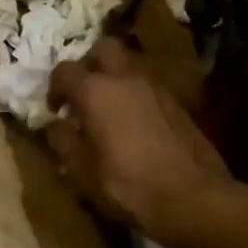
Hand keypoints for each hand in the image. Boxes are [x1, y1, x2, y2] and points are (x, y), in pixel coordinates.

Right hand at [45, 39, 231, 233]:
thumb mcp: (82, 171)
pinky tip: (134, 126)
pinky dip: (135, 96)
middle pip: (103, 49)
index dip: (54, 88)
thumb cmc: (128, 185)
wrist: (194, 199)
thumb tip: (54, 125)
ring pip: (129, 67)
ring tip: (108, 112)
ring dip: (114, 80)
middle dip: (89, 65)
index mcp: (95, 91)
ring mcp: (156, 89)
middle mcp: (125, 79)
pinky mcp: (177, 104)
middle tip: (83, 94)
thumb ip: (63, 141)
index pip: (64, 70)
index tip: (55, 111)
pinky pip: (147, 87)